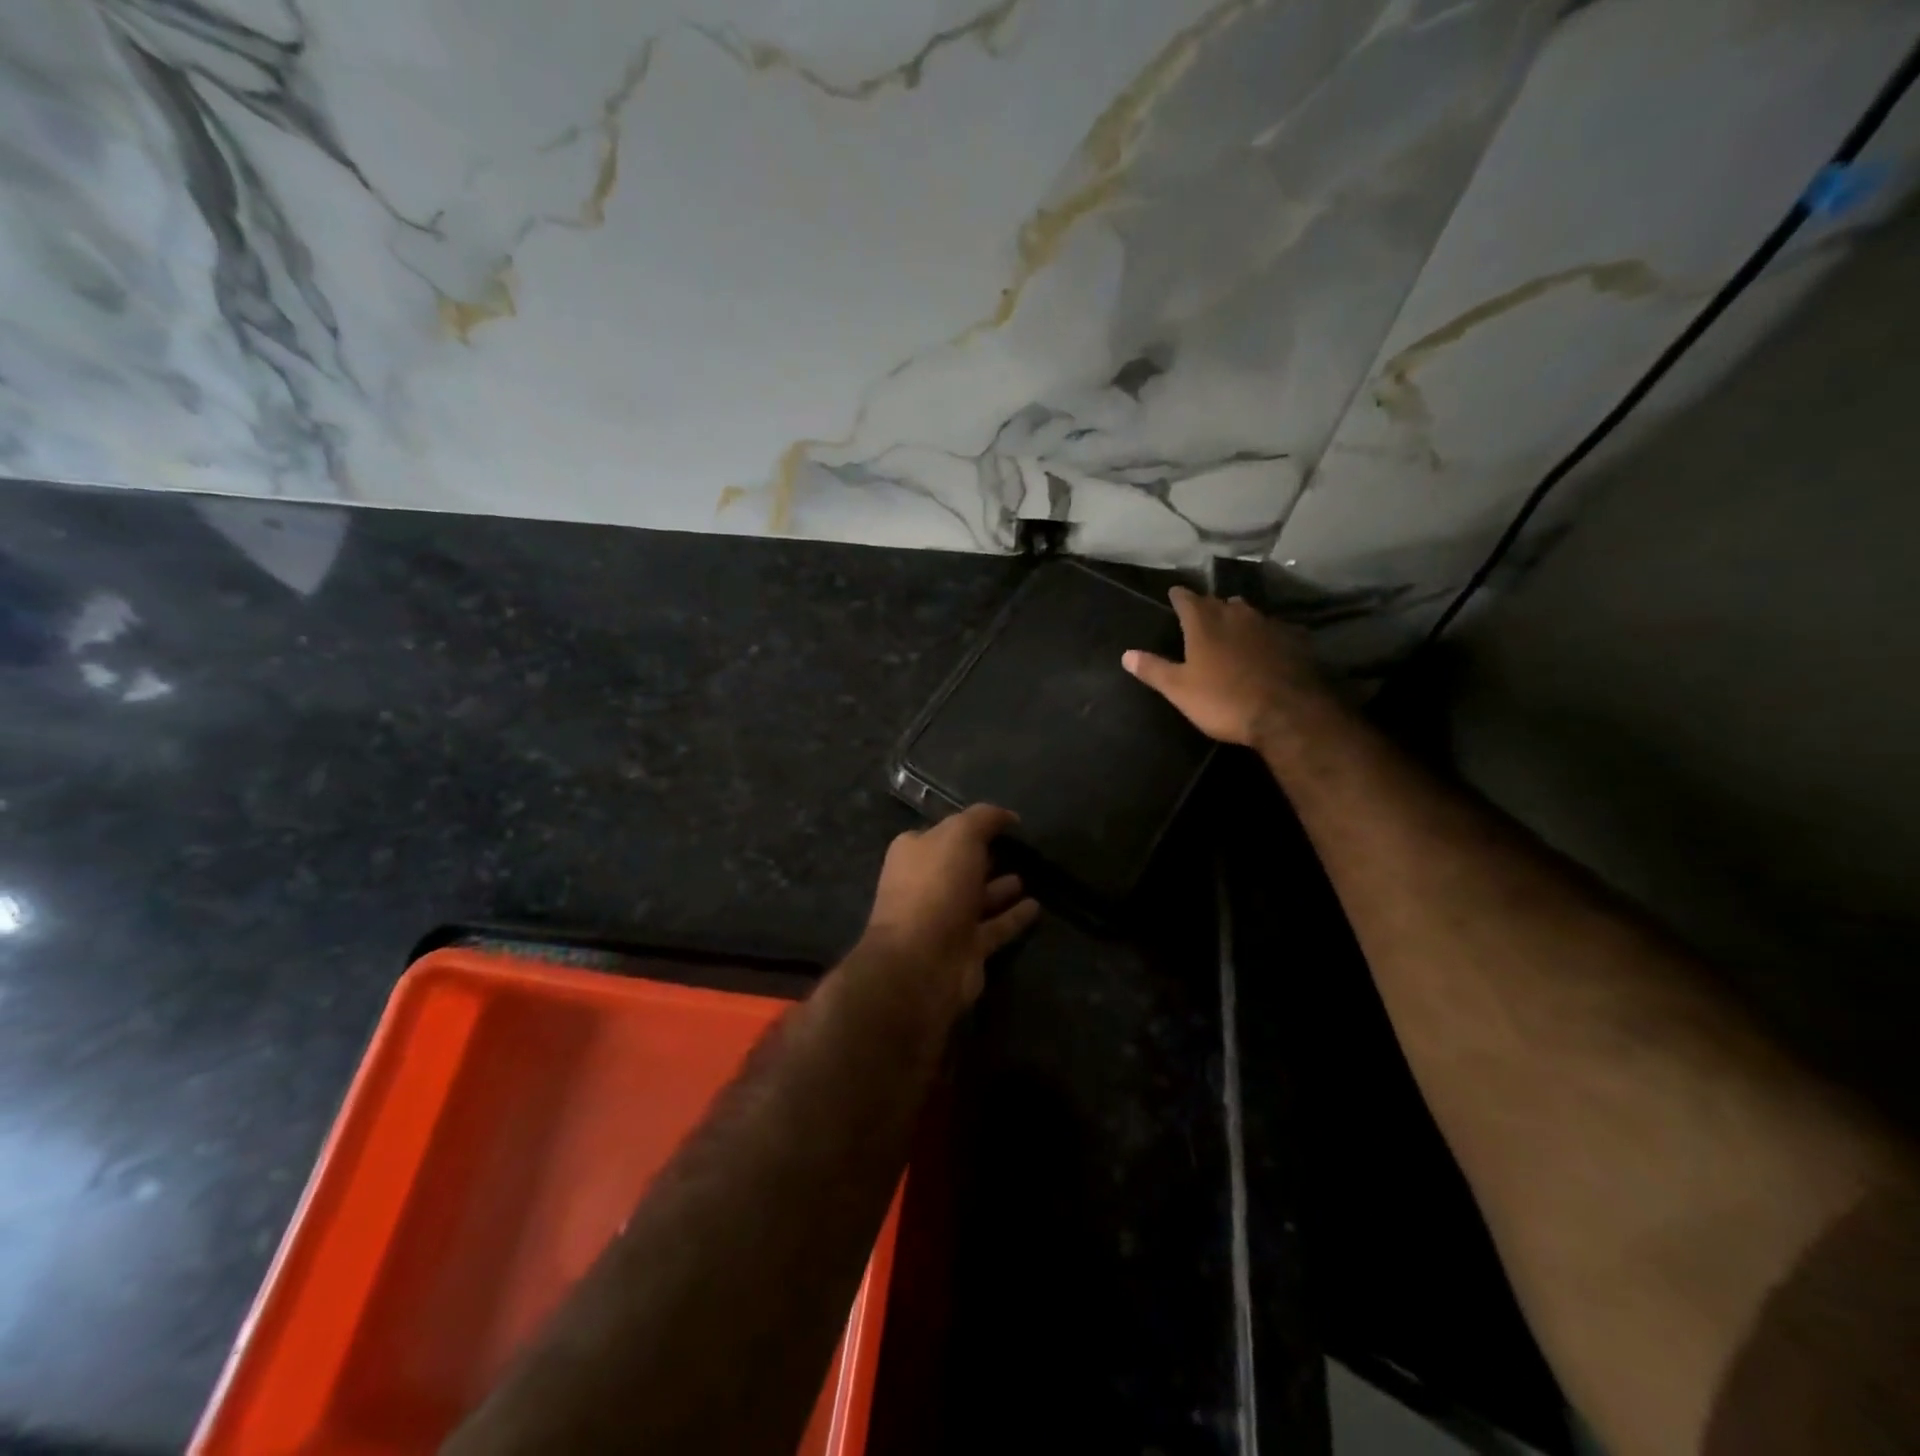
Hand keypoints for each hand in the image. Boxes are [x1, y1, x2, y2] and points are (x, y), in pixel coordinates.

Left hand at [861, 804, 1039, 1006]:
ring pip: (978, 897)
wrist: (923, 962)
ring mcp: (945, 919)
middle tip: (1018, 848)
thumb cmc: (936, 887)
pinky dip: (1013, 917)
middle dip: (984, 857)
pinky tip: (1036, 906)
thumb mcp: (959, 835)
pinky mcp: (966, 948)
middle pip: (960, 865)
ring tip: (1029, 875)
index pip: (945, 832)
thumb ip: (983, 819)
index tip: (1003, 823)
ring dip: (1000, 888)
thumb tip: (1008, 816)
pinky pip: (995, 927)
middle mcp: (926, 884)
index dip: (971, 826)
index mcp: (915, 853)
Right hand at [1122, 586, 1330, 748]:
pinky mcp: (1294, 640)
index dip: (1178, 596)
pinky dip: (1264, 635)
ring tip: (1231, 628)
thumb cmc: (1224, 700)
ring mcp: (1269, 624)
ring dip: (1237, 618)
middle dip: (1209, 606)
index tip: (1173, 594)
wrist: (1287, 714)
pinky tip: (1265, 647)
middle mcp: (1236, 614)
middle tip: (1201, 615)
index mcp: (1204, 623)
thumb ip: (1153, 669)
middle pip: (1219, 602)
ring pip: (1248, 613)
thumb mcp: (1180, 690)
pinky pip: (1274, 630)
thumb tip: (1126, 654)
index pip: (1186, 598)